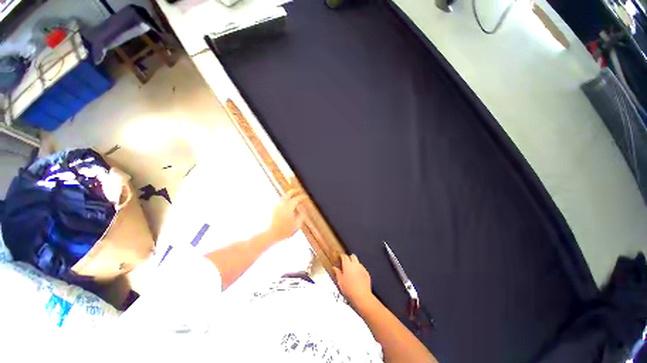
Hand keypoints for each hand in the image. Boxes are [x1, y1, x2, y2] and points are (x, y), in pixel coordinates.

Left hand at [265, 189, 306, 242]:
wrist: (272, 234)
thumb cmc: (285, 230)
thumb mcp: (297, 224)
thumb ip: (301, 216)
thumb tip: (302, 210)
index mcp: (289, 207)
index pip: (297, 199)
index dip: (302, 197)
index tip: (306, 197)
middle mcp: (282, 204)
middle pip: (288, 194)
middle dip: (294, 191)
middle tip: (299, 190)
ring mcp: (277, 206)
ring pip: (284, 197)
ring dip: (289, 195)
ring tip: (294, 196)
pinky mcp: (274, 209)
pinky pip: (281, 201)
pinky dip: (286, 200)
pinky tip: (289, 204)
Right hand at [334, 254, 373, 305]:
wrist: (362, 296)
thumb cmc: (348, 289)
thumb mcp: (340, 282)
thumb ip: (337, 273)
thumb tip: (334, 268)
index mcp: (347, 265)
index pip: (344, 256)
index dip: (342, 256)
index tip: (340, 257)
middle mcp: (355, 264)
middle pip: (353, 256)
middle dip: (350, 258)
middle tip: (346, 263)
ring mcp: (362, 268)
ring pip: (358, 262)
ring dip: (355, 265)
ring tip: (352, 272)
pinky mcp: (367, 273)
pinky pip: (362, 269)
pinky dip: (359, 271)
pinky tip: (358, 277)